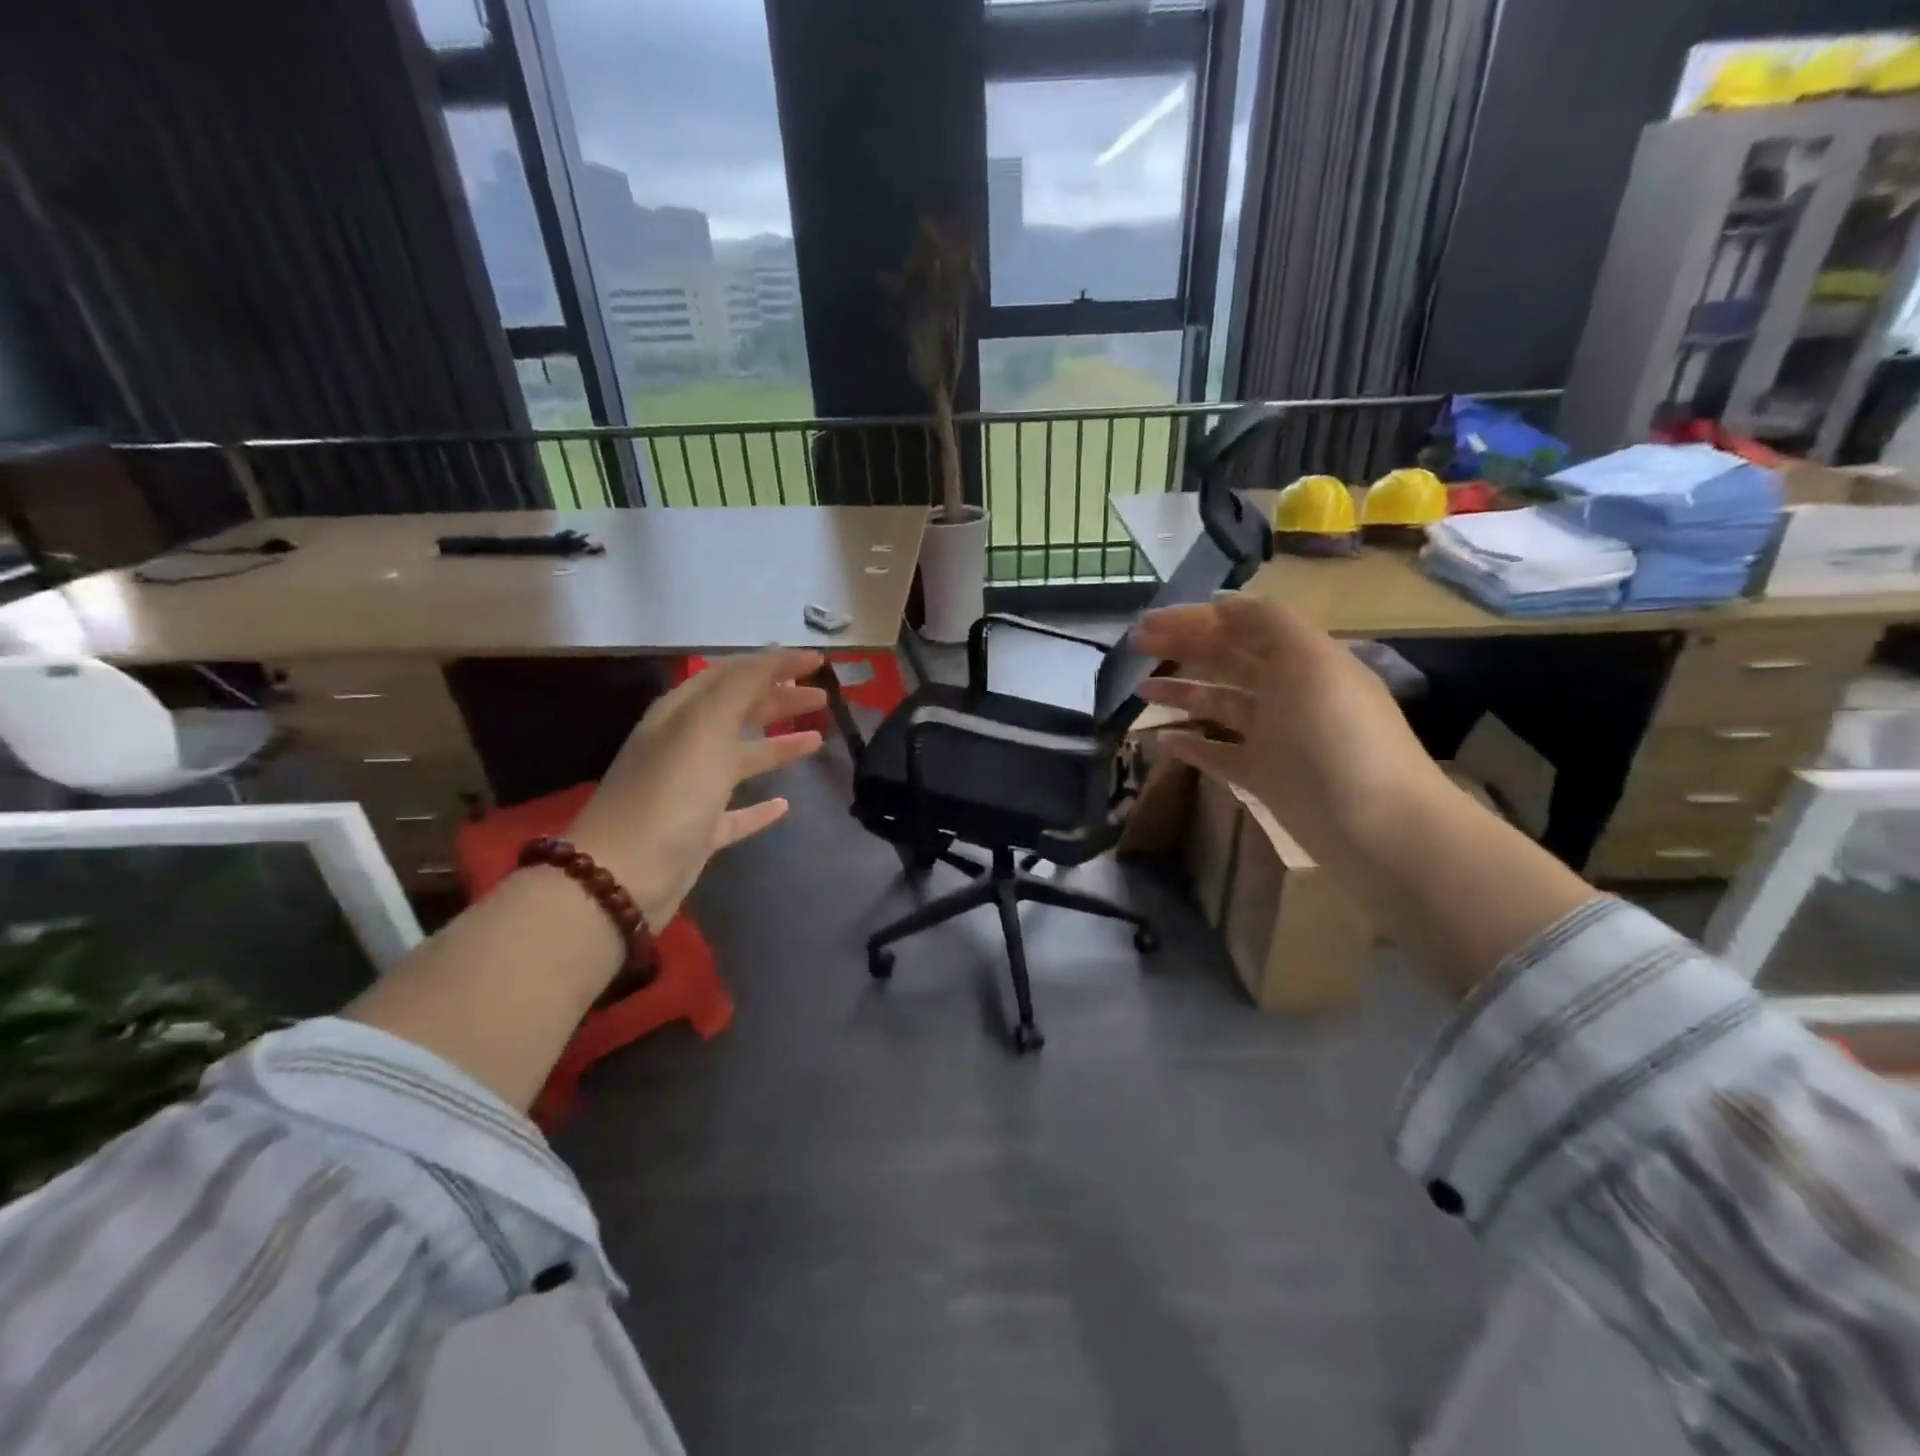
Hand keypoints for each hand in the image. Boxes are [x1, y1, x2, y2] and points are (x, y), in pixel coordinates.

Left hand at [565, 649, 828, 927]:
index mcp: (681, 714)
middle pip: (738, 712)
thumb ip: (740, 687)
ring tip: (817, 740)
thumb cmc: (669, 793)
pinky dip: (760, 805)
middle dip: (779, 699)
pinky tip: (785, 805)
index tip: (818, 661)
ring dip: (777, 745)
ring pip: (741, 758)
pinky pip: (735, 811)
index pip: (732, 675)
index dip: (773, 663)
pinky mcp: (698, 832)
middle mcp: (684, 746)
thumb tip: (773, 654)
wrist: (624, 877)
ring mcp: (690, 790)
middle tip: (822, 697)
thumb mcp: (704, 726)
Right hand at [1133, 595, 1449, 874]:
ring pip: (1218, 705)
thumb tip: (1222, 603)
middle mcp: (1287, 692)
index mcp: (1301, 660)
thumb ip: (1270, 625)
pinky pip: (1218, 754)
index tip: (1150, 624)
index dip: (1196, 620)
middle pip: (1226, 660)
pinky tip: (1160, 742)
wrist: (1378, 828)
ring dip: (1181, 693)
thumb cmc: (1342, 738)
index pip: (1242, 626)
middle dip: (1182, 648)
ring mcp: (1274, 737)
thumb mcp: (1313, 664)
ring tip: (1140, 692)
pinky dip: (1191, 745)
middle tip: (1135, 648)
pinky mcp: (1264, 777)